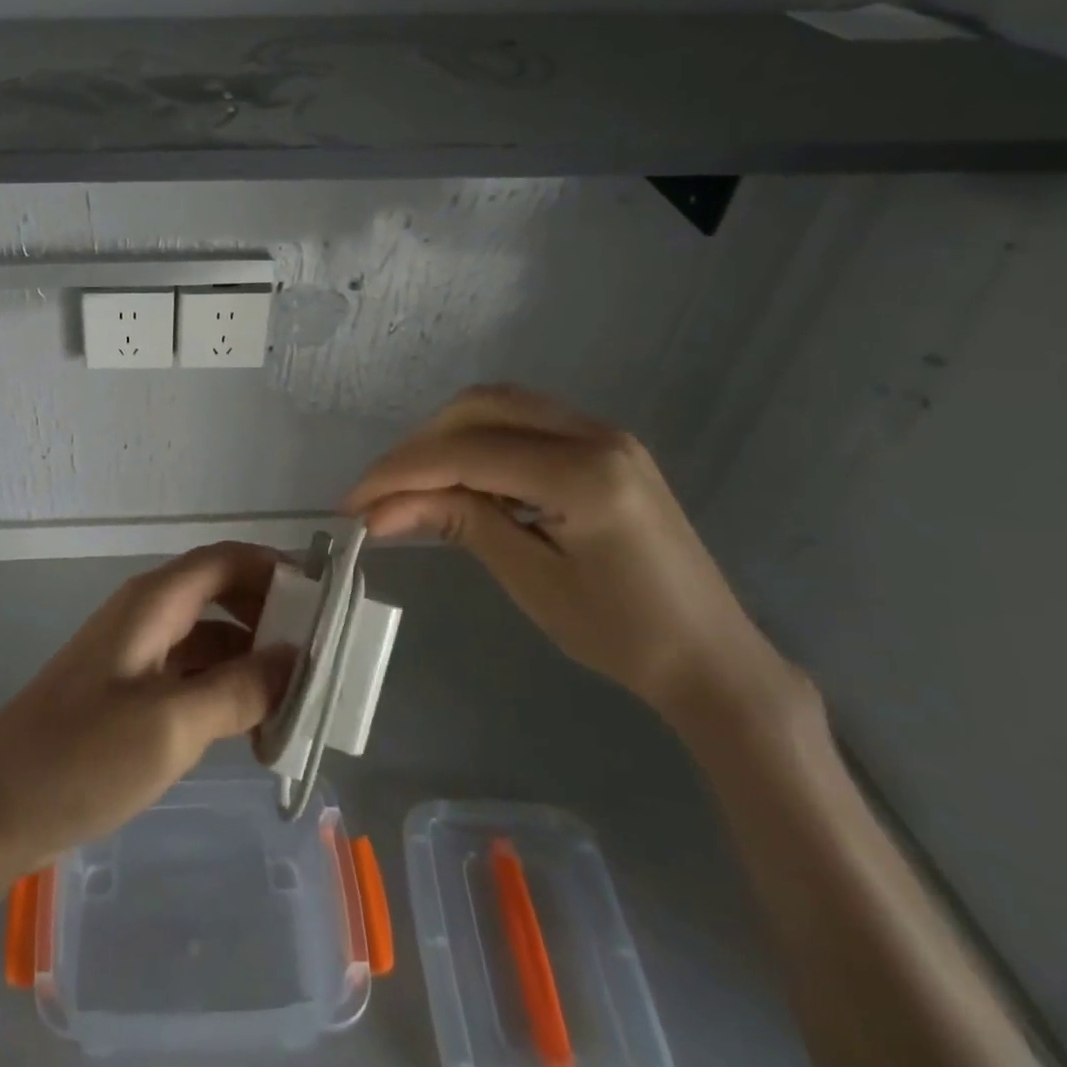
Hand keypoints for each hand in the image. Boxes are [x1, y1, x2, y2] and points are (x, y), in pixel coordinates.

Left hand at [0, 542, 296, 876]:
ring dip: (249, 655)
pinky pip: (187, 672)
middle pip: (219, 593)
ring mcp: (131, 654)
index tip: (325, 596)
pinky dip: (222, 685)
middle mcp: (143, 616)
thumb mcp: (172, 725)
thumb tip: (295, 658)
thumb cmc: (81, 759)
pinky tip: (250, 722)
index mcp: (152, 604)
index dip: (275, 568)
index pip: (225, 559)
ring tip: (297, 692)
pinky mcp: (124, 692)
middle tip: (320, 650)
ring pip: (205, 636)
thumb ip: (239, 688)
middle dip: (269, 613)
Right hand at [342, 385, 793, 722]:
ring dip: (445, 438)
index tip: (352, 502)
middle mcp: (595, 434)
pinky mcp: (604, 447)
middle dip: (418, 446)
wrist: (714, 659)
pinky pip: (523, 423)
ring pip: (499, 407)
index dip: (400, 472)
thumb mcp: (531, 580)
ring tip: (409, 486)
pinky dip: (478, 442)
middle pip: (478, 408)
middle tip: (379, 493)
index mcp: (583, 473)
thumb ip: (458, 523)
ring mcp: (604, 434)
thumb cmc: (624, 635)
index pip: (466, 452)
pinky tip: (459, 479)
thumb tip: (380, 510)